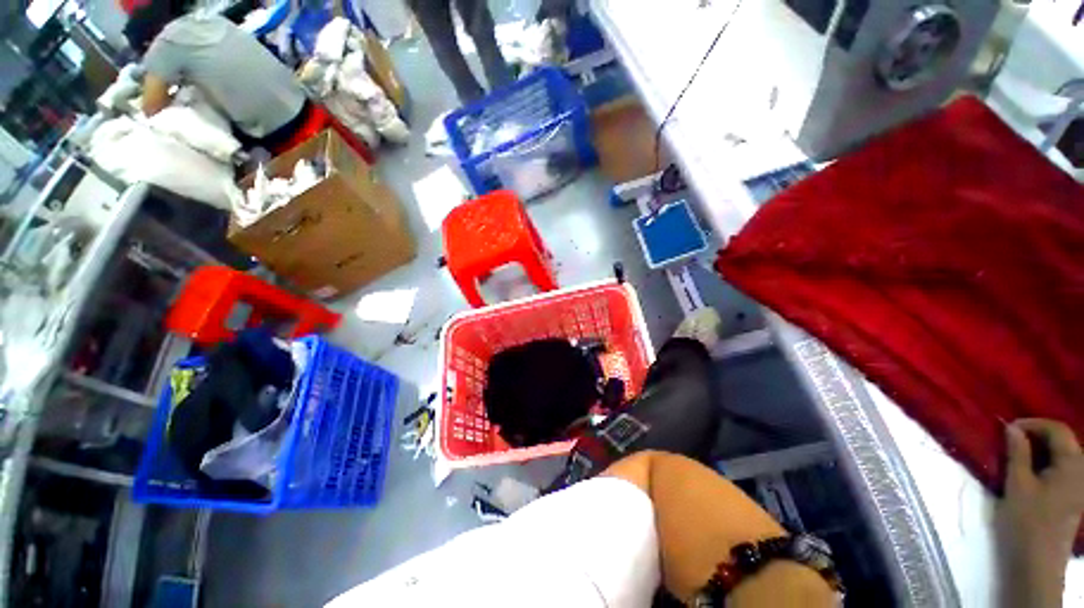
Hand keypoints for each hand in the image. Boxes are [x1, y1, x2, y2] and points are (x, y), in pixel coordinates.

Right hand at [997, 419, 1083, 606]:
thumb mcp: (1017, 485)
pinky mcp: (1074, 496)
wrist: (1037, 563)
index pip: (1057, 429)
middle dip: (1038, 436)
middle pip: (1063, 441)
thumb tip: (1012, 427)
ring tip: (1019, 454)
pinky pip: (1063, 469)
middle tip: (1011, 440)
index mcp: (1072, 463)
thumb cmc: (1026, 521)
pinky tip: (1032, 471)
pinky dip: (1047, 463)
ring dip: (1042, 449)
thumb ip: (1017, 453)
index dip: (1033, 424)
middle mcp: (1082, 469)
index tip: (1008, 429)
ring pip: (1063, 455)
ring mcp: (1080, 485)